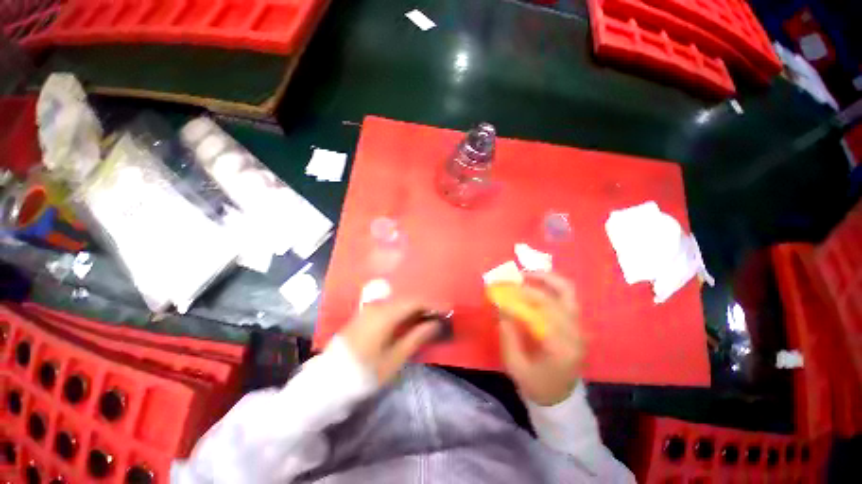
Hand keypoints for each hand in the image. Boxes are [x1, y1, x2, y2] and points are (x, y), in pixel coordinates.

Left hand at [340, 299, 439, 384]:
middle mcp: (377, 305)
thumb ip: (416, 337)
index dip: (433, 304)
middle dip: (426, 305)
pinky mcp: (366, 313)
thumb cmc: (363, 373)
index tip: (447, 310)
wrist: (328, 380)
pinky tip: (410, 320)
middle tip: (440, 316)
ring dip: (415, 308)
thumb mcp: (394, 358)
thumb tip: (435, 323)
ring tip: (428, 319)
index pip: (415, 301)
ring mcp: (370, 308)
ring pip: (399, 301)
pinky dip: (404, 311)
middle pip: (407, 299)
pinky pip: (390, 306)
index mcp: (385, 314)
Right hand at [499, 272, 583, 405]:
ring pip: (567, 291)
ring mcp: (579, 327)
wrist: (562, 399)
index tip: (501, 292)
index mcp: (561, 347)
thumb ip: (508, 336)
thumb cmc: (537, 385)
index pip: (542, 311)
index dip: (520, 298)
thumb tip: (500, 308)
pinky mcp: (577, 324)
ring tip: (526, 275)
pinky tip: (534, 285)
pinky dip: (550, 286)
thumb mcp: (516, 366)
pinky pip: (565, 297)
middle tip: (515, 276)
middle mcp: (575, 332)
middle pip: (559, 295)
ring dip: (546, 279)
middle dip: (534, 282)